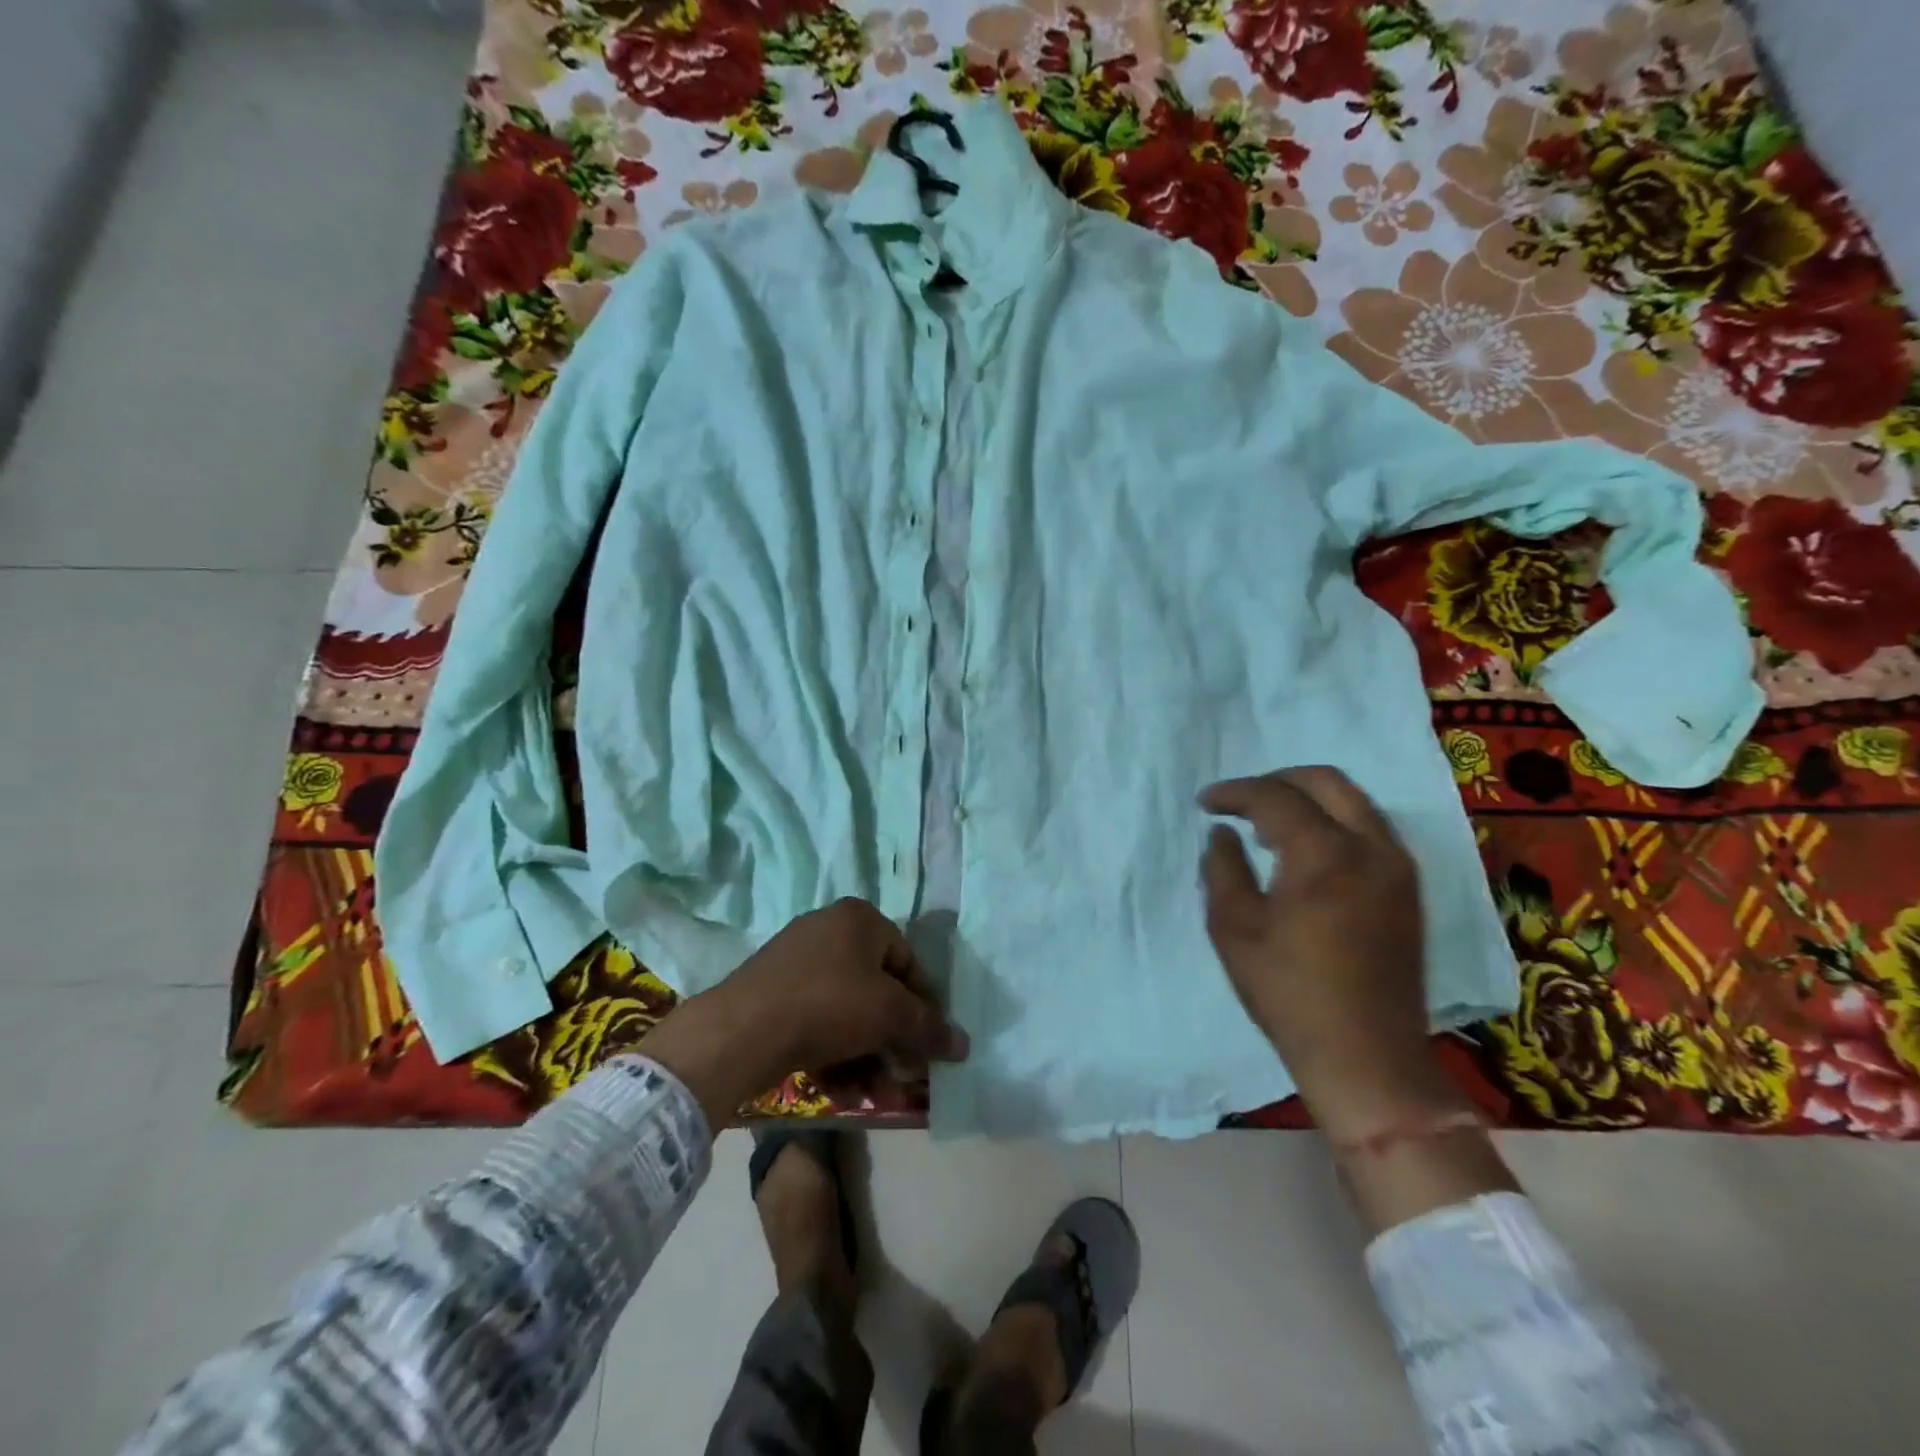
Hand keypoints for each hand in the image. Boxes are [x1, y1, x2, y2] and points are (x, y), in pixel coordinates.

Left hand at [639, 898, 968, 1129]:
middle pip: (876, 989)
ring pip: (846, 1010)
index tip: (931, 1043)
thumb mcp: (889, 1015)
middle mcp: (828, 929)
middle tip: (903, 1074)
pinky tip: (841, 1089)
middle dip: (892, 1038)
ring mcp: (795, 959)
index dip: (924, 1004)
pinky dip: (833, 1050)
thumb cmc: (829, 1004)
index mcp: (860, 918)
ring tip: (873, 1092)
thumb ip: (929, 1028)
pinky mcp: (771, 990)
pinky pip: (816, 1018)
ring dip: (865, 1053)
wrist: (743, 1030)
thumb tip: (963, 1044)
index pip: (907, 961)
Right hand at [1198, 767, 1461, 1138]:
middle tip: (1241, 801)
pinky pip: (1370, 829)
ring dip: (1309, 799)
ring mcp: (1398, 868)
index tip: (1205, 803)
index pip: (1275, 797)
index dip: (1234, 792)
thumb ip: (1222, 868)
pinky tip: (1307, 850)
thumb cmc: (1288, 993)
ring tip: (1269, 823)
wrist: (1366, 1056)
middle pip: (1327, 781)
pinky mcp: (1408, 890)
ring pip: (1355, 802)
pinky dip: (1334, 821)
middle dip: (1277, 780)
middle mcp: (1372, 847)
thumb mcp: (1234, 928)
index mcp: (1325, 854)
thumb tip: (1223, 834)